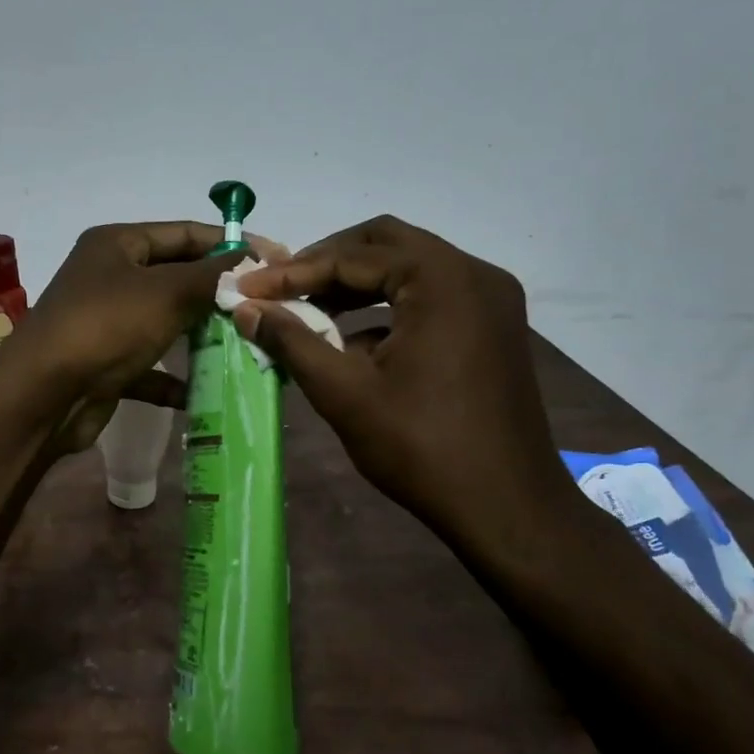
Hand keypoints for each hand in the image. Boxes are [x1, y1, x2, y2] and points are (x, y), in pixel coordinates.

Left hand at [6, 221, 279, 451]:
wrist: (44, 395)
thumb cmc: (106, 326)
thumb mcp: (167, 292)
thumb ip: (213, 275)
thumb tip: (253, 259)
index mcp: (118, 244)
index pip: (184, 233)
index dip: (229, 244)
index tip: (274, 260)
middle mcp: (110, 277)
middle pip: (177, 278)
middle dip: (218, 294)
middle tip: (264, 307)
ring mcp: (107, 322)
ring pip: (166, 323)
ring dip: (202, 336)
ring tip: (247, 345)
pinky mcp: (106, 364)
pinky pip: (150, 366)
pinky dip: (174, 378)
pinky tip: (205, 392)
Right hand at [232, 215, 581, 558]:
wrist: (506, 508)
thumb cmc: (422, 447)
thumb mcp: (345, 393)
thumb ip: (293, 342)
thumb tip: (246, 310)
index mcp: (442, 279)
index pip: (353, 256)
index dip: (294, 272)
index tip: (249, 290)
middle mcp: (474, 274)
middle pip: (386, 245)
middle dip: (328, 263)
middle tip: (282, 288)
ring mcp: (491, 301)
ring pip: (410, 270)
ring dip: (357, 286)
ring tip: (309, 312)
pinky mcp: (493, 329)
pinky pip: (431, 299)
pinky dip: (388, 310)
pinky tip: (352, 344)